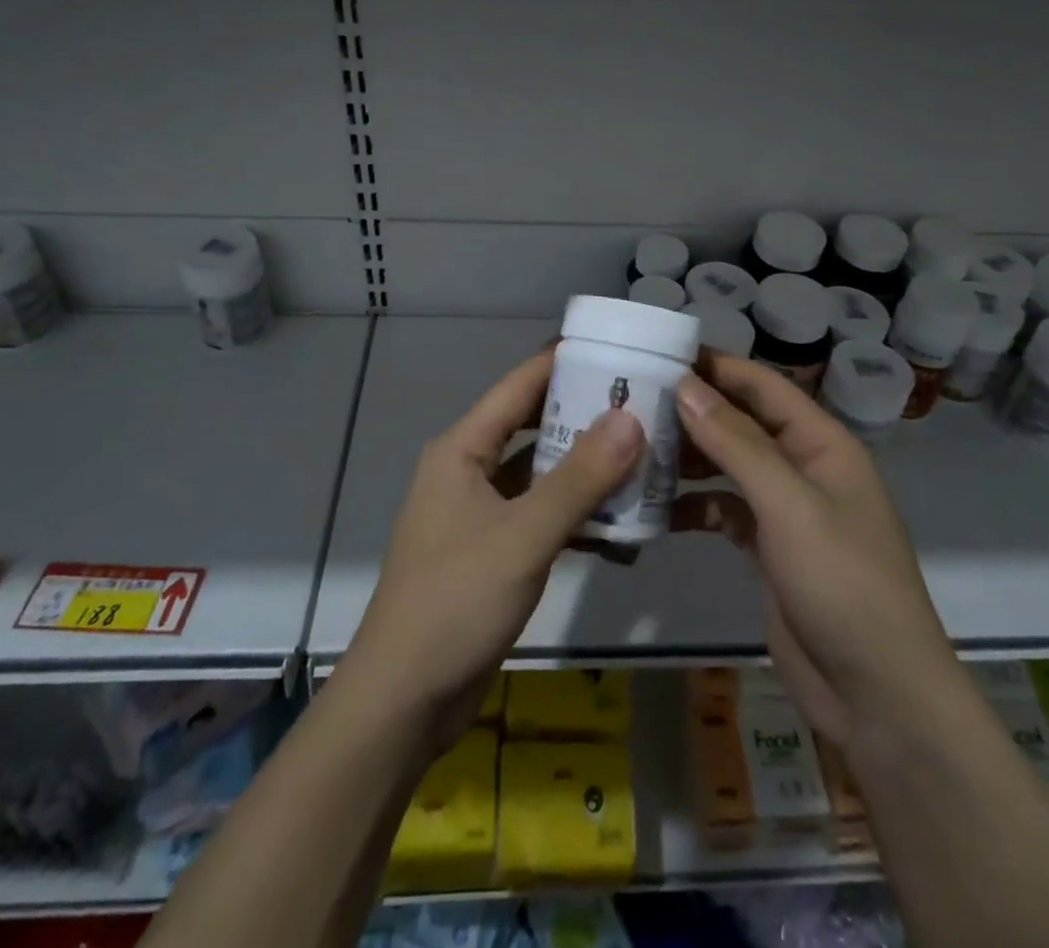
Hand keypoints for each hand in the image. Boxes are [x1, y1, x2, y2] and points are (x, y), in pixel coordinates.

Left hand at [336, 351, 643, 756]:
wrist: (403, 700)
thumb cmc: (456, 602)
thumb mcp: (524, 536)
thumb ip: (580, 478)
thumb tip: (631, 417)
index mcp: (462, 449)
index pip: (519, 386)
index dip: (563, 361)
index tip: (616, 347)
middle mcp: (467, 470)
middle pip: (533, 426)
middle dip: (584, 416)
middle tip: (644, 403)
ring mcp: (479, 512)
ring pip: (540, 474)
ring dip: (586, 471)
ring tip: (645, 460)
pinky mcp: (491, 551)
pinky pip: (540, 517)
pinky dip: (576, 518)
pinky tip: (621, 531)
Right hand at [672, 355, 960, 751]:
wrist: (878, 696)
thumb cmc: (841, 583)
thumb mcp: (788, 504)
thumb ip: (736, 442)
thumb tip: (685, 385)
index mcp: (822, 444)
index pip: (764, 386)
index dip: (716, 366)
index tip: (660, 353)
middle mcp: (804, 468)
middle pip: (743, 423)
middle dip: (694, 412)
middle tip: (632, 402)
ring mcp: (786, 511)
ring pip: (729, 467)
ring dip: (689, 458)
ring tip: (635, 450)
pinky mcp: (769, 550)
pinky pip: (725, 511)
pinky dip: (695, 507)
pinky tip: (658, 510)